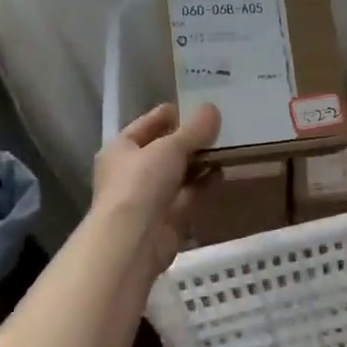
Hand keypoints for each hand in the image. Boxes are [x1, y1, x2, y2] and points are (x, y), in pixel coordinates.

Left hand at [91, 102, 221, 270]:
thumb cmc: (142, 183)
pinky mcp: (166, 218)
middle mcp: (131, 172)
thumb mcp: (170, 147)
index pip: (147, 123)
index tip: (199, 105)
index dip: (172, 114)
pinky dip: (203, 183)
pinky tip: (222, 172)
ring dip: (199, 161)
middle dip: (190, 139)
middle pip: (164, 149)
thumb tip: (212, 109)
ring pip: (178, 172)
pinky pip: (188, 194)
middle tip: (220, 125)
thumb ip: (194, 129)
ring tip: (226, 146)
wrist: (133, 241)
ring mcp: (149, 196)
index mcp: (121, 149)